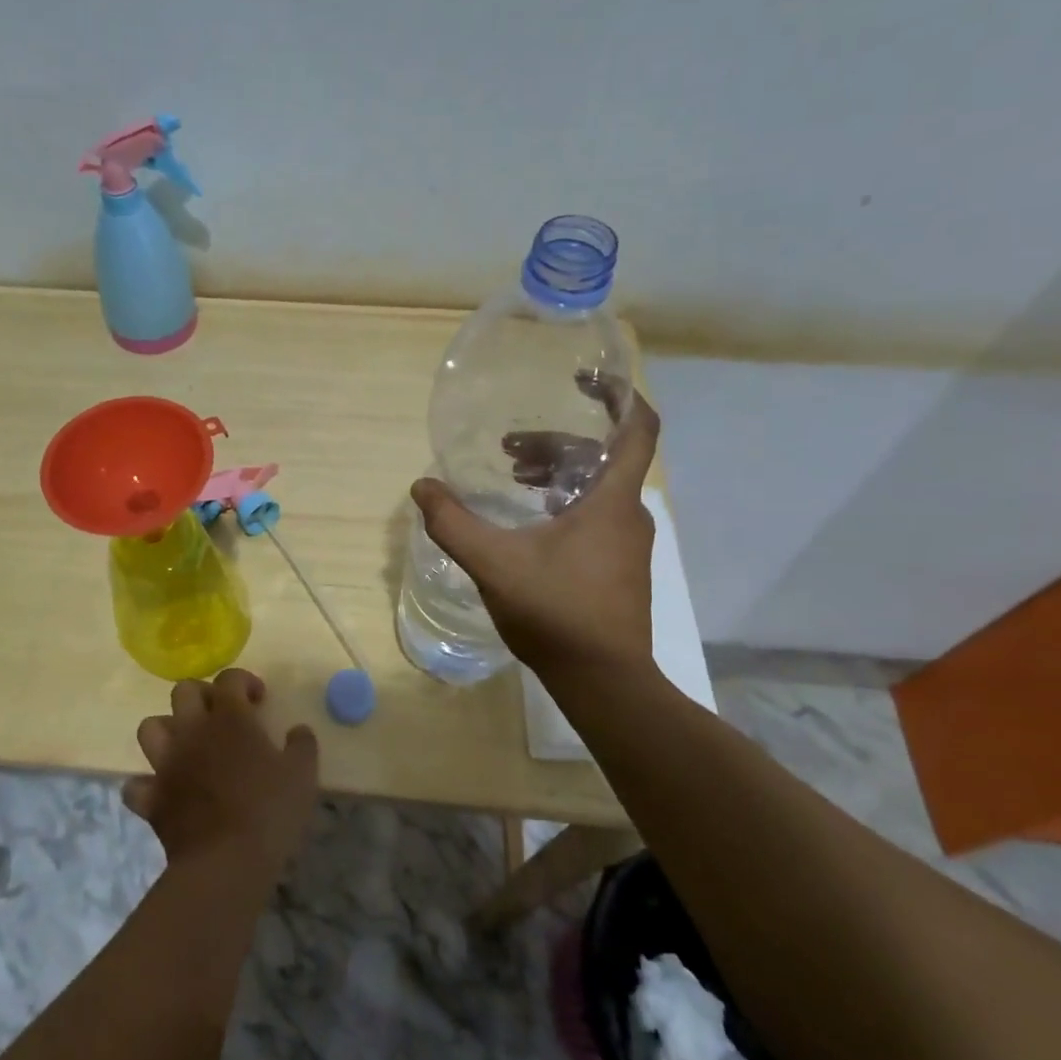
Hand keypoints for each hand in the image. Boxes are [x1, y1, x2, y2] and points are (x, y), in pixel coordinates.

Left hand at [123, 668, 318, 876]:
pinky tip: (165, 792)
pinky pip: (136, 785)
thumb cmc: (268, 810)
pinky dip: (147, 785)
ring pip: (150, 727)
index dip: (244, 681)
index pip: (229, 678)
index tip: (259, 700)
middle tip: (222, 716)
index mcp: (230, 718)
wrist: (226, 862)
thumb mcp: (302, 774)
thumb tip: (298, 730)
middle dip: (202, 696)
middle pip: (183, 691)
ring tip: (188, 746)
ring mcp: (166, 764)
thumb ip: (302, 744)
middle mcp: (192, 731)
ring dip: (167, 731)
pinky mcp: (152, 799)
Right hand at [411, 399, 661, 672]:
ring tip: (514, 478)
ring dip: (558, 473)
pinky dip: (565, 502)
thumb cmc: (556, 612)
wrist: (604, 680)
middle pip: (602, 456)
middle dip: (556, 442)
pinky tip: (531, 520)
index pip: (638, 428)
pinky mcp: (620, 566)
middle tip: (510, 447)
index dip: (618, 394)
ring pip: (597, 487)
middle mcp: (629, 514)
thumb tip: (423, 486)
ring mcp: (628, 542)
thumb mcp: (494, 564)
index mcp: (612, 500)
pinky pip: (596, 514)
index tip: (583, 379)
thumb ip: (453, 523)